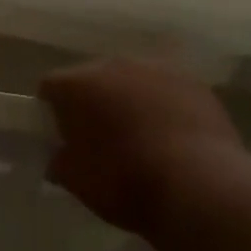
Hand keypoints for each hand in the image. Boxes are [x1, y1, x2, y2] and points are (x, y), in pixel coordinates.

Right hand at [41, 58, 242, 235]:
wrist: (199, 186)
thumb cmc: (125, 183)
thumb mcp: (77, 182)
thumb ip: (60, 161)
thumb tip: (61, 156)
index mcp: (78, 84)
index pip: (51, 86)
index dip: (51, 110)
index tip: (60, 135)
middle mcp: (113, 65)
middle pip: (93, 78)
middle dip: (93, 102)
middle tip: (100, 137)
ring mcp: (156, 69)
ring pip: (132, 80)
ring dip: (129, 100)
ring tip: (141, 136)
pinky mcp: (192, 81)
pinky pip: (166, 89)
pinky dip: (163, 105)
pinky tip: (172, 136)